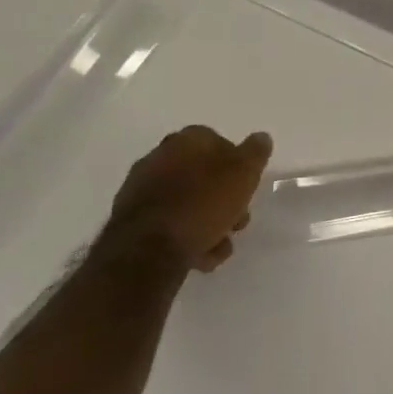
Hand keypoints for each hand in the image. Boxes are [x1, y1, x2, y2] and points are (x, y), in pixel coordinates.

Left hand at [101, 125, 272, 273]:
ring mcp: (142, 188)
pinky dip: (185, 236)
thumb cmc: (202, 204)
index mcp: (188, 140)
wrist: (147, 250)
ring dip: (207, 223)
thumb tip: (261, 137)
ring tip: (218, 247)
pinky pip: (168, 223)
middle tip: (236, 222)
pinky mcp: (131, 219)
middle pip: (204, 176)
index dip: (238, 168)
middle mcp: (161, 156)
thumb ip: (256, 153)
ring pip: (188, 202)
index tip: (247, 190)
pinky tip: (198, 256)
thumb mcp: (243, 173)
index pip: (221, 143)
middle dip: (223, 200)